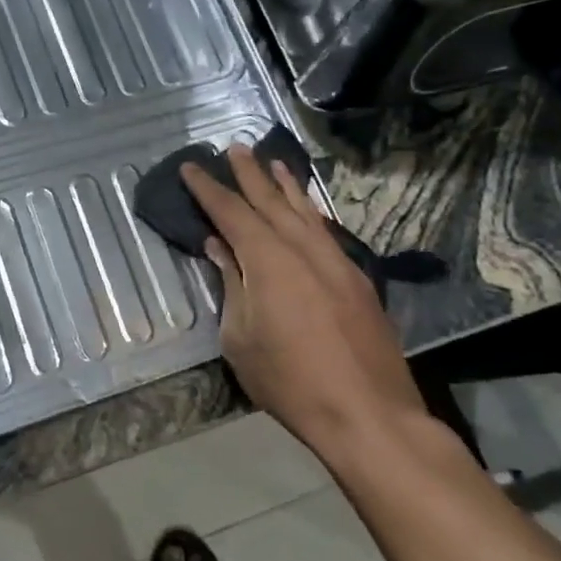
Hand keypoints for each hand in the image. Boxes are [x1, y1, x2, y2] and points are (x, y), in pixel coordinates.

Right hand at [182, 146, 424, 456]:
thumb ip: (231, 285)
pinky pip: (325, 230)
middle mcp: (302, 248)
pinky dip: (310, 211)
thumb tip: (220, 248)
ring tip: (272, 161)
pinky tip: (306, 209)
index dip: (208, 189)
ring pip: (304, 211)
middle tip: (234, 147)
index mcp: (267, 259)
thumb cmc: (290, 381)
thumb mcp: (241, 338)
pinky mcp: (356, 279)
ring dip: (285, 185)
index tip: (192, 166)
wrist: (368, 413)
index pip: (231, 212)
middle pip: (270, 200)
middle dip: (249, 174)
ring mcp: (335, 261)